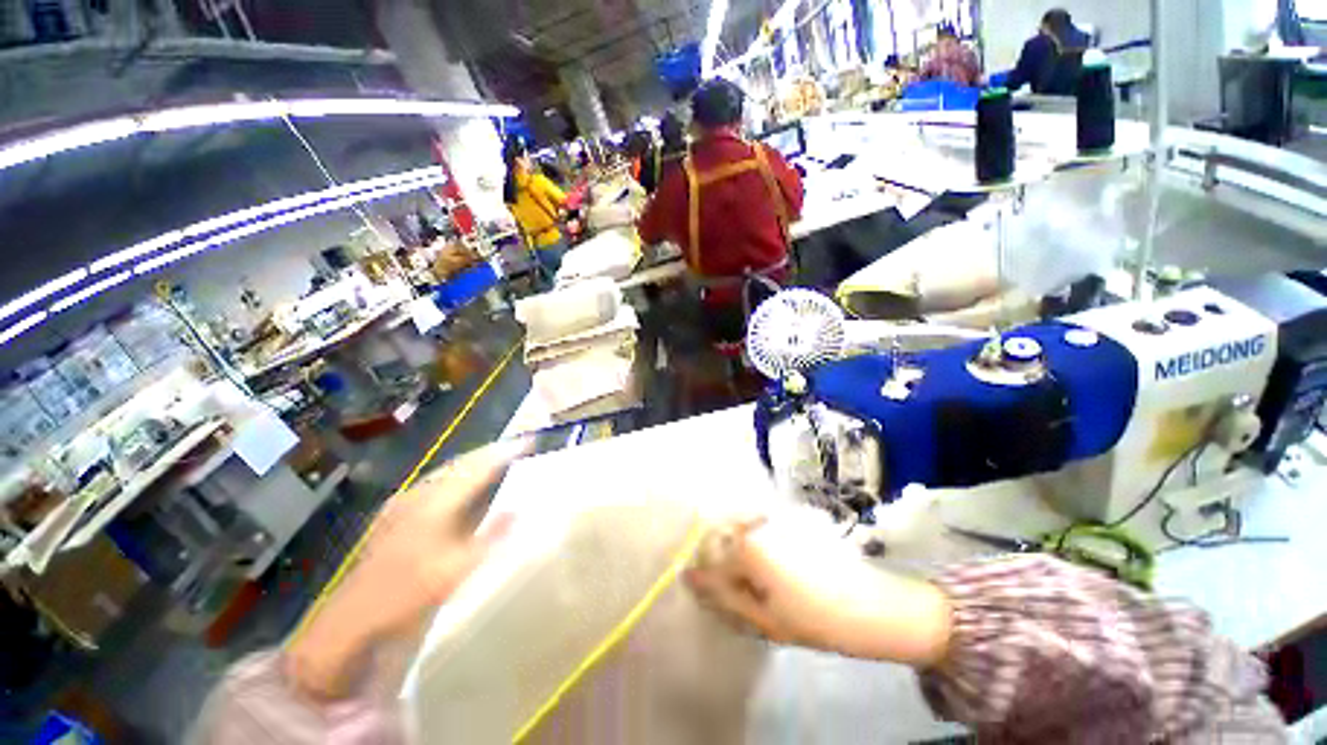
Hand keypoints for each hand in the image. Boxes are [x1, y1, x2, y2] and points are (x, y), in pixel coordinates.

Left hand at [286, 439, 527, 698]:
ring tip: (497, 458)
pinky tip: (461, 482)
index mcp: (436, 502)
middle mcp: (420, 493)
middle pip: (462, 462)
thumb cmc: (409, 591)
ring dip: (474, 461)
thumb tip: (520, 510)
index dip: (504, 453)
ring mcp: (405, 500)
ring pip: (447, 470)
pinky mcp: (396, 511)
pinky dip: (457, 474)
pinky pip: (436, 481)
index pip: (478, 467)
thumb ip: (491, 538)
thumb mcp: (456, 570)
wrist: (353, 615)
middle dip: (491, 452)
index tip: (528, 442)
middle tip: (517, 447)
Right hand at [685, 517, 952, 666]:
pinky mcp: (788, 520)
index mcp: (746, 546)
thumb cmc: (815, 618)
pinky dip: (760, 553)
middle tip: (751, 599)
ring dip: (745, 563)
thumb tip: (688, 579)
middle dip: (730, 573)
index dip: (715, 589)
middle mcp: (755, 523)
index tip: (729, 603)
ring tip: (767, 590)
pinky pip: (760, 534)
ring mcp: (772, 518)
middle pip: (725, 547)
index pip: (711, 566)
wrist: (872, 606)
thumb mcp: (763, 619)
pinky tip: (780, 575)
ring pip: (742, 540)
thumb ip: (722, 597)